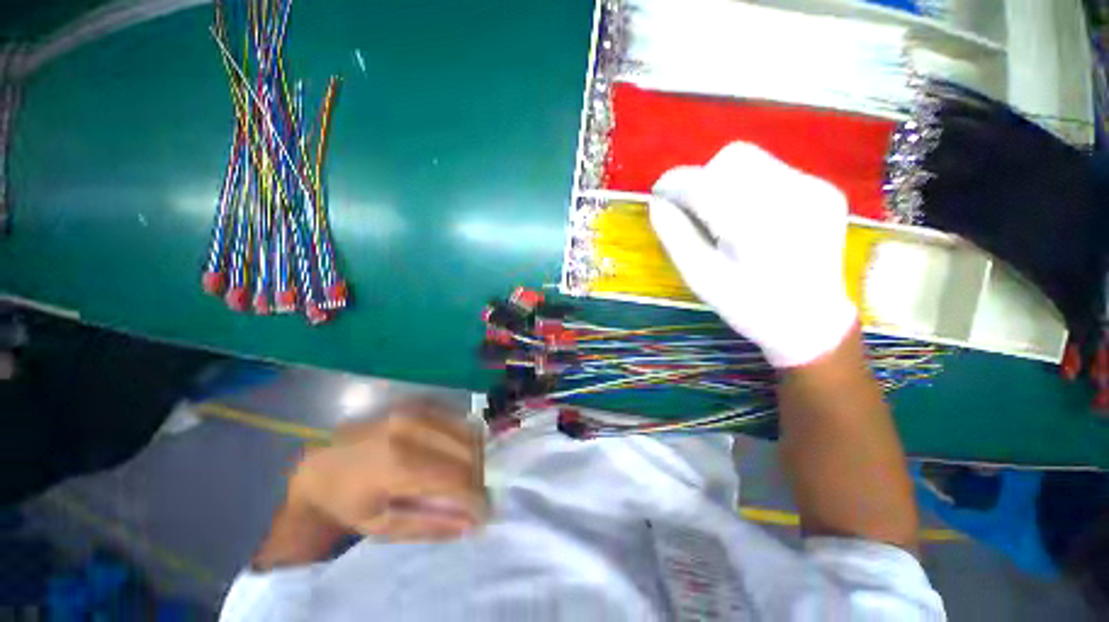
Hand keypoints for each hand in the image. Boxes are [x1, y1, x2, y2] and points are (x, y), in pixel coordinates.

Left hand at [287, 399, 487, 541]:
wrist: (319, 465)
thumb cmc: (348, 501)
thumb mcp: (382, 527)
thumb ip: (429, 525)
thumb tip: (472, 524)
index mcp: (397, 465)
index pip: (457, 478)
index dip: (477, 495)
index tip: (485, 510)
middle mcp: (410, 430)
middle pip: (467, 451)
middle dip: (479, 474)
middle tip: (477, 492)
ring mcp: (414, 411)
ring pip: (466, 430)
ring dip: (476, 454)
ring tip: (470, 472)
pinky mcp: (416, 402)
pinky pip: (456, 416)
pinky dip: (465, 435)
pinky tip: (459, 449)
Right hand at [650, 142, 856, 367]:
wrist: (812, 321)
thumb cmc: (748, 306)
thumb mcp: (700, 277)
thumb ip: (675, 236)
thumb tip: (657, 202)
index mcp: (754, 227)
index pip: (703, 183)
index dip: (674, 184)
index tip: (660, 195)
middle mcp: (791, 197)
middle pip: (731, 158)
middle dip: (703, 179)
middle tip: (696, 211)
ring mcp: (814, 189)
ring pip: (753, 160)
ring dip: (726, 181)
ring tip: (725, 216)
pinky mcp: (825, 190)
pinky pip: (774, 171)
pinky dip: (750, 187)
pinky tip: (754, 219)